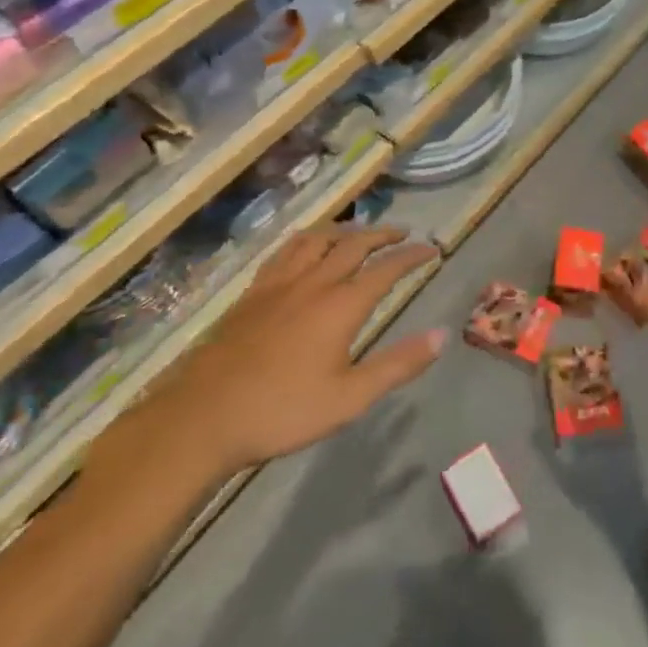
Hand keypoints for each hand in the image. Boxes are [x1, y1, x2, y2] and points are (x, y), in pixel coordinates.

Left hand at [90, 227, 442, 487]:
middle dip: (383, 234)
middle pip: (354, 244)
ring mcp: (280, 283)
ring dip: (346, 230)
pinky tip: (307, 247)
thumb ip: (398, 365)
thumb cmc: (282, 411)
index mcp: (341, 306)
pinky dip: (308, 239)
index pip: (387, 268)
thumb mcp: (350, 398)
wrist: (204, 416)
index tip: (433, 249)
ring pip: (318, 239)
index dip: (413, 256)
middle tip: (403, 233)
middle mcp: (314, 282)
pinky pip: (286, 250)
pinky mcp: (254, 291)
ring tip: (359, 232)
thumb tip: (442, 335)